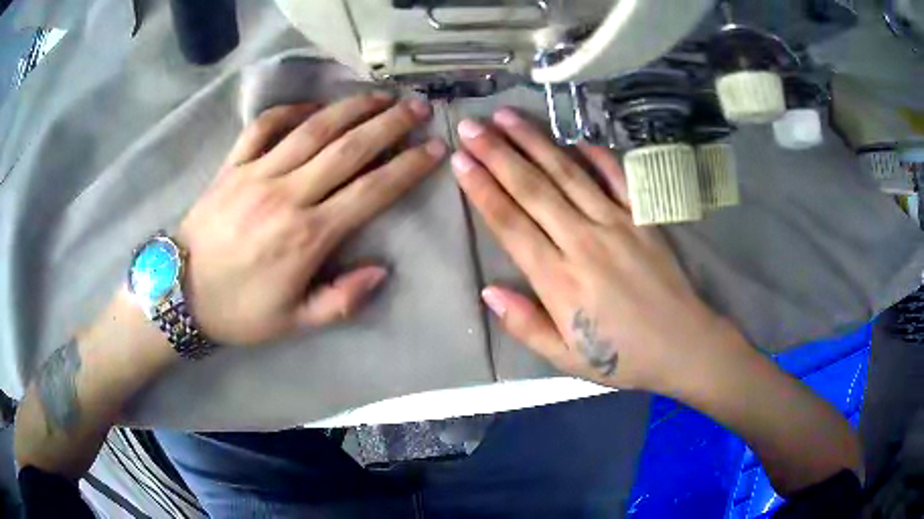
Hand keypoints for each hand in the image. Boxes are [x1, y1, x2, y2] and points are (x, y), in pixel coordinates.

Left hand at [177, 93, 444, 345]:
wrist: (180, 294)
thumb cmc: (238, 311)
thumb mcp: (293, 323)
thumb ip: (341, 302)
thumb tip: (381, 271)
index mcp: (307, 236)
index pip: (371, 192)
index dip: (407, 168)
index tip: (433, 149)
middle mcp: (287, 195)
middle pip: (348, 149)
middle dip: (389, 124)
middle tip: (417, 108)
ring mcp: (257, 174)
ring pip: (312, 129)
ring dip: (351, 108)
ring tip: (380, 95)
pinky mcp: (233, 165)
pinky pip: (264, 127)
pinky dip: (291, 110)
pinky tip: (312, 107)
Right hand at [452, 108, 739, 392]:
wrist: (683, 345)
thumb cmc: (622, 357)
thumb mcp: (565, 358)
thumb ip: (525, 325)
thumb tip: (488, 291)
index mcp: (559, 280)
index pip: (511, 224)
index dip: (482, 189)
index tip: (461, 161)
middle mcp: (583, 242)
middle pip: (532, 189)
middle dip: (497, 154)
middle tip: (471, 127)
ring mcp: (617, 224)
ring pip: (567, 174)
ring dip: (535, 142)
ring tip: (507, 117)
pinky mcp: (643, 218)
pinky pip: (617, 177)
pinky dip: (596, 155)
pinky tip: (575, 137)